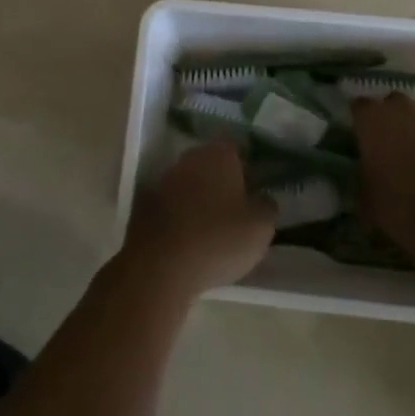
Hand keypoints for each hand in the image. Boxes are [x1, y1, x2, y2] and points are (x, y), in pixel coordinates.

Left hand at [124, 140, 276, 299]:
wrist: (160, 265)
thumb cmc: (218, 239)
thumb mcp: (261, 228)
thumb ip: (267, 206)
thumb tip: (263, 198)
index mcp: (219, 154)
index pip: (239, 150)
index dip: (250, 167)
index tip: (257, 188)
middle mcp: (190, 157)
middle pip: (212, 164)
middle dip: (224, 181)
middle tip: (238, 208)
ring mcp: (165, 178)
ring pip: (191, 183)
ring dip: (201, 198)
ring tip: (215, 227)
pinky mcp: (147, 203)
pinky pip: (173, 204)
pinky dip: (182, 215)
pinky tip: (191, 238)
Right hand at [353, 94, 414, 262]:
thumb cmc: (401, 206)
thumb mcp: (366, 197)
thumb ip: (364, 175)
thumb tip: (368, 173)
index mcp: (374, 119)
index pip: (359, 107)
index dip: (360, 124)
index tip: (361, 141)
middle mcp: (406, 111)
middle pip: (394, 106)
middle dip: (392, 123)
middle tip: (390, 150)